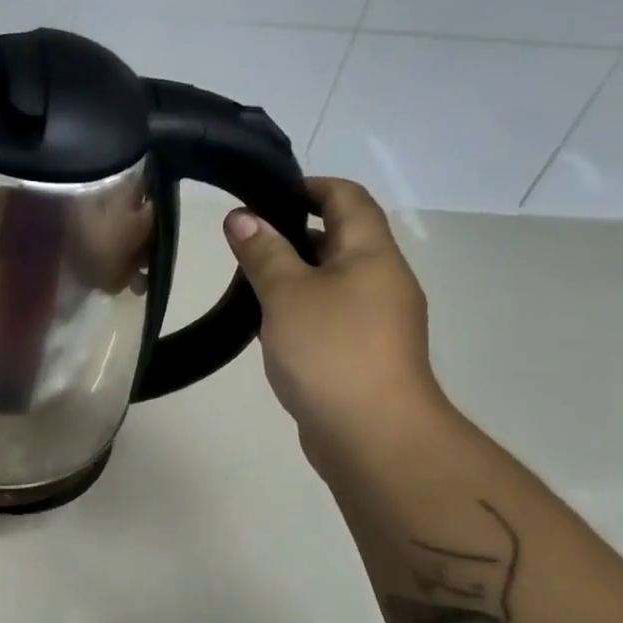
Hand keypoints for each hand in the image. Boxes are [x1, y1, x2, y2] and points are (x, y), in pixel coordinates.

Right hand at [223, 177, 445, 463]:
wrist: (373, 435)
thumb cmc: (331, 350)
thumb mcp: (287, 293)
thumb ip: (264, 252)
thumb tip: (241, 216)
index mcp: (372, 253)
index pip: (346, 198)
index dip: (307, 187)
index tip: (261, 194)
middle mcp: (381, 279)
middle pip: (338, 237)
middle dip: (291, 233)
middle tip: (242, 242)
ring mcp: (375, 320)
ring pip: (330, 280)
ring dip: (292, 275)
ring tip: (245, 282)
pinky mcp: (362, 353)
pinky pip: (329, 315)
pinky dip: (299, 309)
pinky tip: (266, 325)